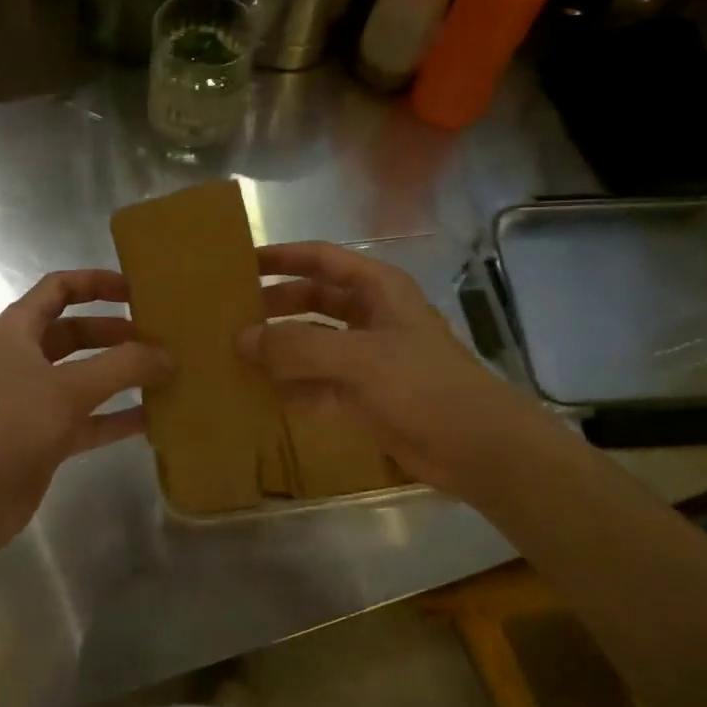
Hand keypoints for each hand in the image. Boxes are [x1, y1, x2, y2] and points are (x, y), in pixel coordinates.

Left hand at [0, 270, 169, 549]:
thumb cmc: (11, 426)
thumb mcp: (69, 388)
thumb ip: (123, 366)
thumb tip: (167, 355)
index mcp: (19, 330)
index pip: (59, 288)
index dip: (96, 282)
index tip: (137, 290)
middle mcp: (26, 359)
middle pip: (77, 332)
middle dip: (117, 332)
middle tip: (161, 338)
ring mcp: (35, 400)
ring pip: (86, 377)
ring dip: (122, 375)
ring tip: (166, 374)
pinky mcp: (46, 438)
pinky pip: (90, 418)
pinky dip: (117, 416)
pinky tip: (154, 419)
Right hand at [238, 242, 544, 502]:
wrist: (477, 448)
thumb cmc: (423, 386)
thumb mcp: (359, 358)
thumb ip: (298, 346)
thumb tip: (242, 339)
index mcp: (378, 290)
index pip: (322, 259)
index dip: (283, 257)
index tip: (241, 263)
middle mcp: (371, 317)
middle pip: (313, 300)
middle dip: (274, 305)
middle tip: (229, 314)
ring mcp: (366, 359)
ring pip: (312, 343)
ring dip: (278, 348)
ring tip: (232, 354)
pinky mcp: (362, 396)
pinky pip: (315, 383)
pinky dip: (289, 387)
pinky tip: (256, 393)